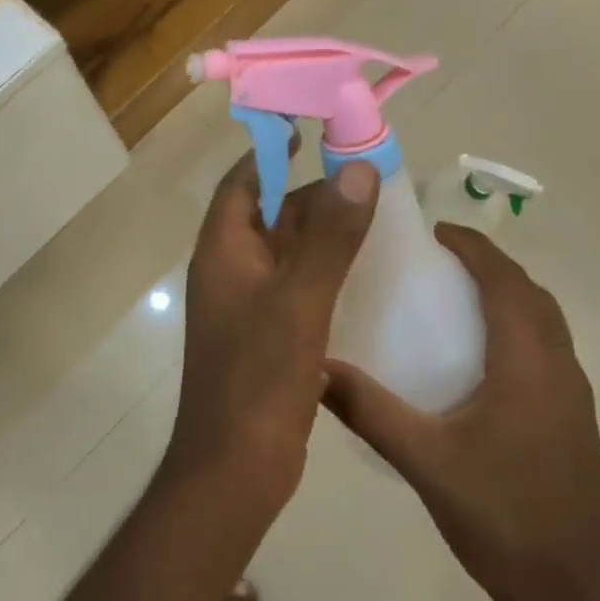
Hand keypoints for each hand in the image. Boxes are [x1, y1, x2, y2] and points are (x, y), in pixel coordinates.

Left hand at [171, 148, 379, 514]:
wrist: (235, 470)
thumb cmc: (258, 378)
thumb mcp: (299, 300)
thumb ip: (330, 236)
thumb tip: (357, 169)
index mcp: (224, 252)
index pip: (243, 183)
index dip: (272, 153)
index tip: (312, 130)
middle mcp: (231, 271)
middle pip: (270, 214)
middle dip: (312, 192)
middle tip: (364, 175)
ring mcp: (249, 306)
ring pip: (287, 251)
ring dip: (323, 232)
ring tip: (375, 215)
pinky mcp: (270, 335)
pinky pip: (298, 286)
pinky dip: (326, 271)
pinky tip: (365, 272)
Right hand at [324, 225, 599, 600]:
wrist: (573, 593)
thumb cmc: (500, 516)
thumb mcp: (423, 460)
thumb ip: (368, 410)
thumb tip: (315, 366)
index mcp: (528, 362)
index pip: (505, 280)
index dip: (474, 247)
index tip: (435, 231)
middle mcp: (559, 366)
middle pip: (530, 292)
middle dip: (490, 264)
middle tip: (440, 258)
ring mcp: (574, 394)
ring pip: (545, 320)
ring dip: (508, 294)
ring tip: (458, 296)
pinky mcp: (575, 419)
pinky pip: (547, 348)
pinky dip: (518, 326)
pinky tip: (482, 357)